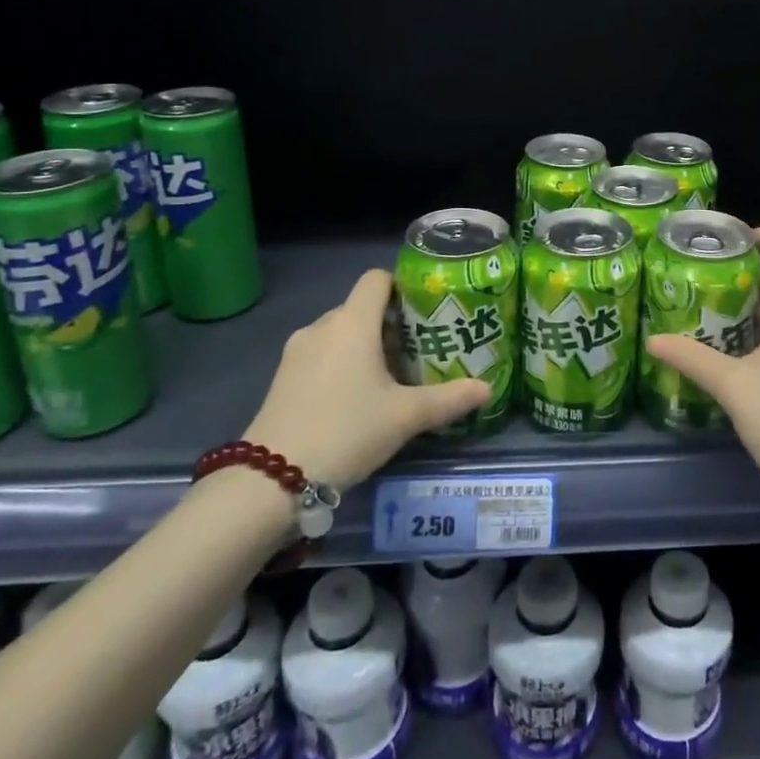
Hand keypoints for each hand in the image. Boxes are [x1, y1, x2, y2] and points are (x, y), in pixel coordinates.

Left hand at [244, 270, 488, 489]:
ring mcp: (297, 351)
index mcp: (353, 322)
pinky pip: (320, 355)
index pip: (377, 278)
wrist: (271, 480)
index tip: (424, 313)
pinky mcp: (282, 377)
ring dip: (363, 347)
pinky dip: (340, 365)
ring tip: (389, 378)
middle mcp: (322, 326)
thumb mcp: (406, 417)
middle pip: (361, 308)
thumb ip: (449, 399)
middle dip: (389, 325)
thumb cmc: (347, 431)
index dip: (402, 287)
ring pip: (340, 333)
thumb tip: (488, 389)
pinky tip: (355, 399)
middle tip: (417, 352)